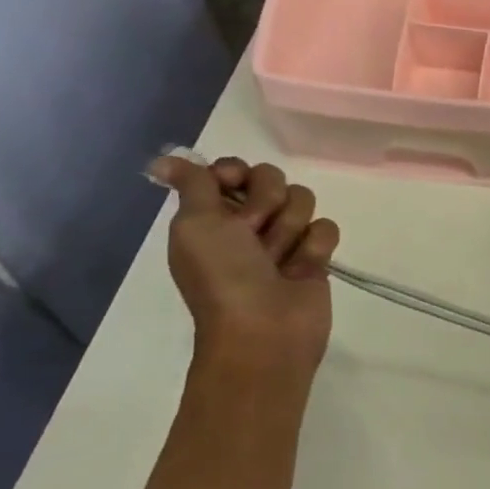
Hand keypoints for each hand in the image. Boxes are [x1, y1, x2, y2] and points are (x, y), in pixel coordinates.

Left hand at [148, 154, 340, 372]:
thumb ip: (192, 185)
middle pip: (273, 179)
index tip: (232, 186)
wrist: (264, 328)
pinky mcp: (316, 255)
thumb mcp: (195, 225)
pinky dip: (315, 246)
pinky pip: (326, 228)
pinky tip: (303, 267)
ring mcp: (285, 238)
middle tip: (254, 233)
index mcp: (212, 215)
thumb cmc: (223, 276)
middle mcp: (248, 223)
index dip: (235, 173)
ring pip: (303, 201)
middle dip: (267, 202)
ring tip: (279, 258)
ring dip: (290, 228)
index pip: (232, 169)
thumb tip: (163, 159)